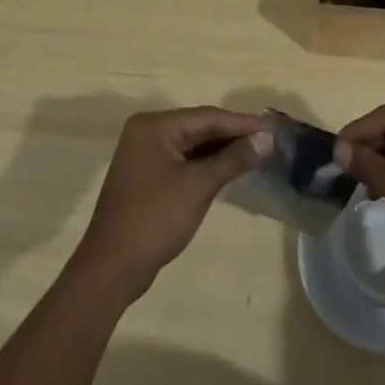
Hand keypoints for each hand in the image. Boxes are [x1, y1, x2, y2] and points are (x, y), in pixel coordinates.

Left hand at [73, 107, 268, 301]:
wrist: (112, 267)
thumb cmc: (156, 218)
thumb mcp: (199, 186)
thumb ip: (233, 158)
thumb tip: (267, 139)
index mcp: (154, 126)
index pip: (206, 116)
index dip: (241, 123)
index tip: (272, 128)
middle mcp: (146, 132)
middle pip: (198, 127)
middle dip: (232, 135)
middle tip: (268, 141)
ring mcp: (144, 155)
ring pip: (191, 145)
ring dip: (220, 151)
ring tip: (256, 154)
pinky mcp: (146, 177)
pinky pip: (182, 161)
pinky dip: (205, 165)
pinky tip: (228, 170)